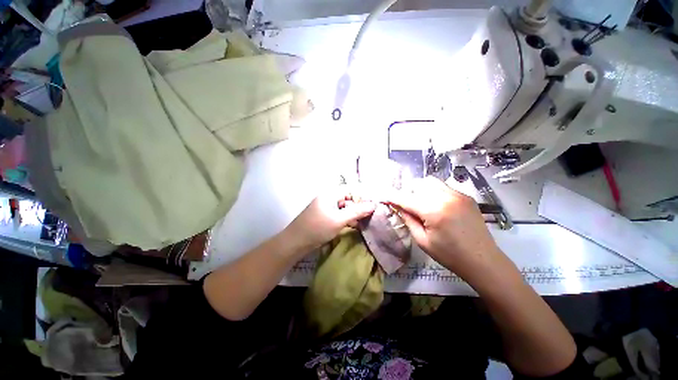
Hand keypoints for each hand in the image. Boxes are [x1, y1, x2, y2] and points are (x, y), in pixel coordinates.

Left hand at [285, 187, 375, 250]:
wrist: (295, 243)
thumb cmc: (317, 228)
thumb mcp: (339, 219)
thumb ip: (357, 211)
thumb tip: (373, 204)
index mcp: (330, 193)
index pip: (351, 190)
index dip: (363, 197)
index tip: (374, 206)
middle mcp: (328, 197)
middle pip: (348, 198)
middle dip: (359, 207)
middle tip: (371, 216)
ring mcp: (326, 207)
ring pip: (345, 207)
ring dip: (354, 214)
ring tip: (364, 222)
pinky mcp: (325, 216)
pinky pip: (339, 214)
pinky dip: (347, 219)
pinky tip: (354, 226)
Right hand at [387, 177, 503, 277]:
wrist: (483, 260)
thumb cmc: (449, 255)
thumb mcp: (422, 240)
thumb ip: (408, 219)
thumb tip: (397, 206)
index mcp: (433, 211)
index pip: (405, 198)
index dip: (392, 196)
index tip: (384, 197)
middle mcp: (445, 197)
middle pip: (418, 184)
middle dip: (407, 192)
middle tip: (404, 204)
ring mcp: (458, 194)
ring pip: (430, 182)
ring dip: (420, 189)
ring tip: (419, 202)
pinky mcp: (465, 196)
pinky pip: (443, 186)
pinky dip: (433, 191)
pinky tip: (435, 204)